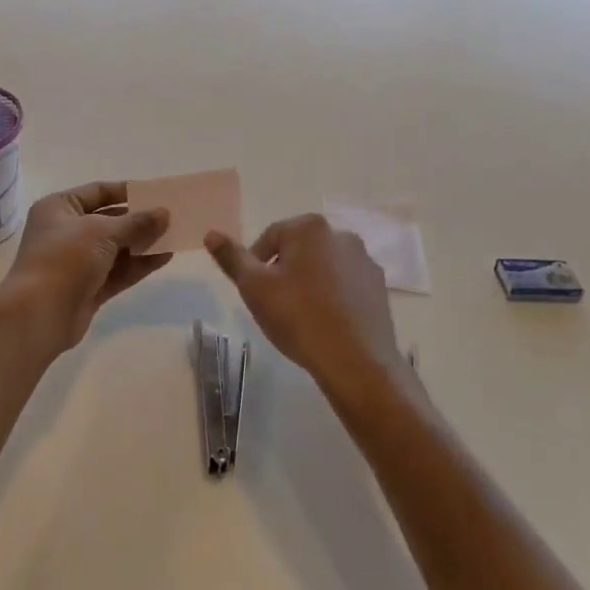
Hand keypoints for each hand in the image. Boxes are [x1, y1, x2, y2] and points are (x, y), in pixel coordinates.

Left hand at [0, 182, 170, 353]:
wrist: (39, 314)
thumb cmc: (66, 258)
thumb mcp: (103, 231)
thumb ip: (136, 222)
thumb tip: (164, 213)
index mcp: (59, 207)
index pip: (98, 191)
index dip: (127, 191)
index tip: (156, 193)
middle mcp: (66, 231)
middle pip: (109, 220)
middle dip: (139, 220)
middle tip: (171, 216)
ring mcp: (77, 262)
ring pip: (116, 248)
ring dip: (143, 243)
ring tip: (174, 236)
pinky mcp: (87, 288)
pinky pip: (118, 271)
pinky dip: (139, 265)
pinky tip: (165, 258)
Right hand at [205, 214, 406, 401]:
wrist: (357, 362)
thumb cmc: (299, 318)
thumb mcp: (254, 288)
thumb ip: (232, 258)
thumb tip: (210, 234)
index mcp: (310, 227)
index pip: (270, 237)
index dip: (256, 264)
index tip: (254, 293)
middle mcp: (341, 234)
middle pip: (299, 249)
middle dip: (284, 272)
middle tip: (274, 305)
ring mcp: (365, 261)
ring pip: (323, 266)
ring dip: (309, 283)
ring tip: (300, 317)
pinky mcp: (379, 287)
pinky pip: (346, 284)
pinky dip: (333, 296)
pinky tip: (326, 323)